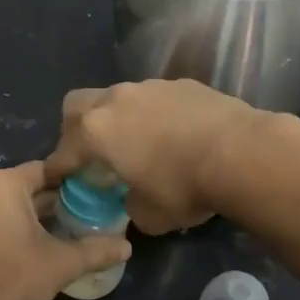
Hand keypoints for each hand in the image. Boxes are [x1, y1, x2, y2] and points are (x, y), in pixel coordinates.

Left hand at [0, 160, 130, 299]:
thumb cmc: (17, 276)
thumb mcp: (63, 262)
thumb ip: (96, 250)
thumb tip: (127, 247)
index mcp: (3, 184)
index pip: (44, 170)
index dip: (68, 180)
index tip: (89, 191)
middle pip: (22, 187)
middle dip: (48, 200)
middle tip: (77, 213)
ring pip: (2, 205)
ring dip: (26, 214)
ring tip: (55, 230)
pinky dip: (4, 227)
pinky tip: (24, 246)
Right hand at [46, 80, 263, 234]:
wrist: (242, 153)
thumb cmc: (184, 187)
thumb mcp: (149, 216)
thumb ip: (130, 206)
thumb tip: (133, 201)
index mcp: (96, 132)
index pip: (63, 152)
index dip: (57, 169)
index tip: (57, 180)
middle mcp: (115, 100)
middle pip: (77, 105)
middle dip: (75, 128)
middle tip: (92, 152)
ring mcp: (149, 87)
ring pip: (118, 97)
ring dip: (119, 118)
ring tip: (140, 142)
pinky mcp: (181, 83)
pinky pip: (154, 98)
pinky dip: (154, 115)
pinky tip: (175, 135)